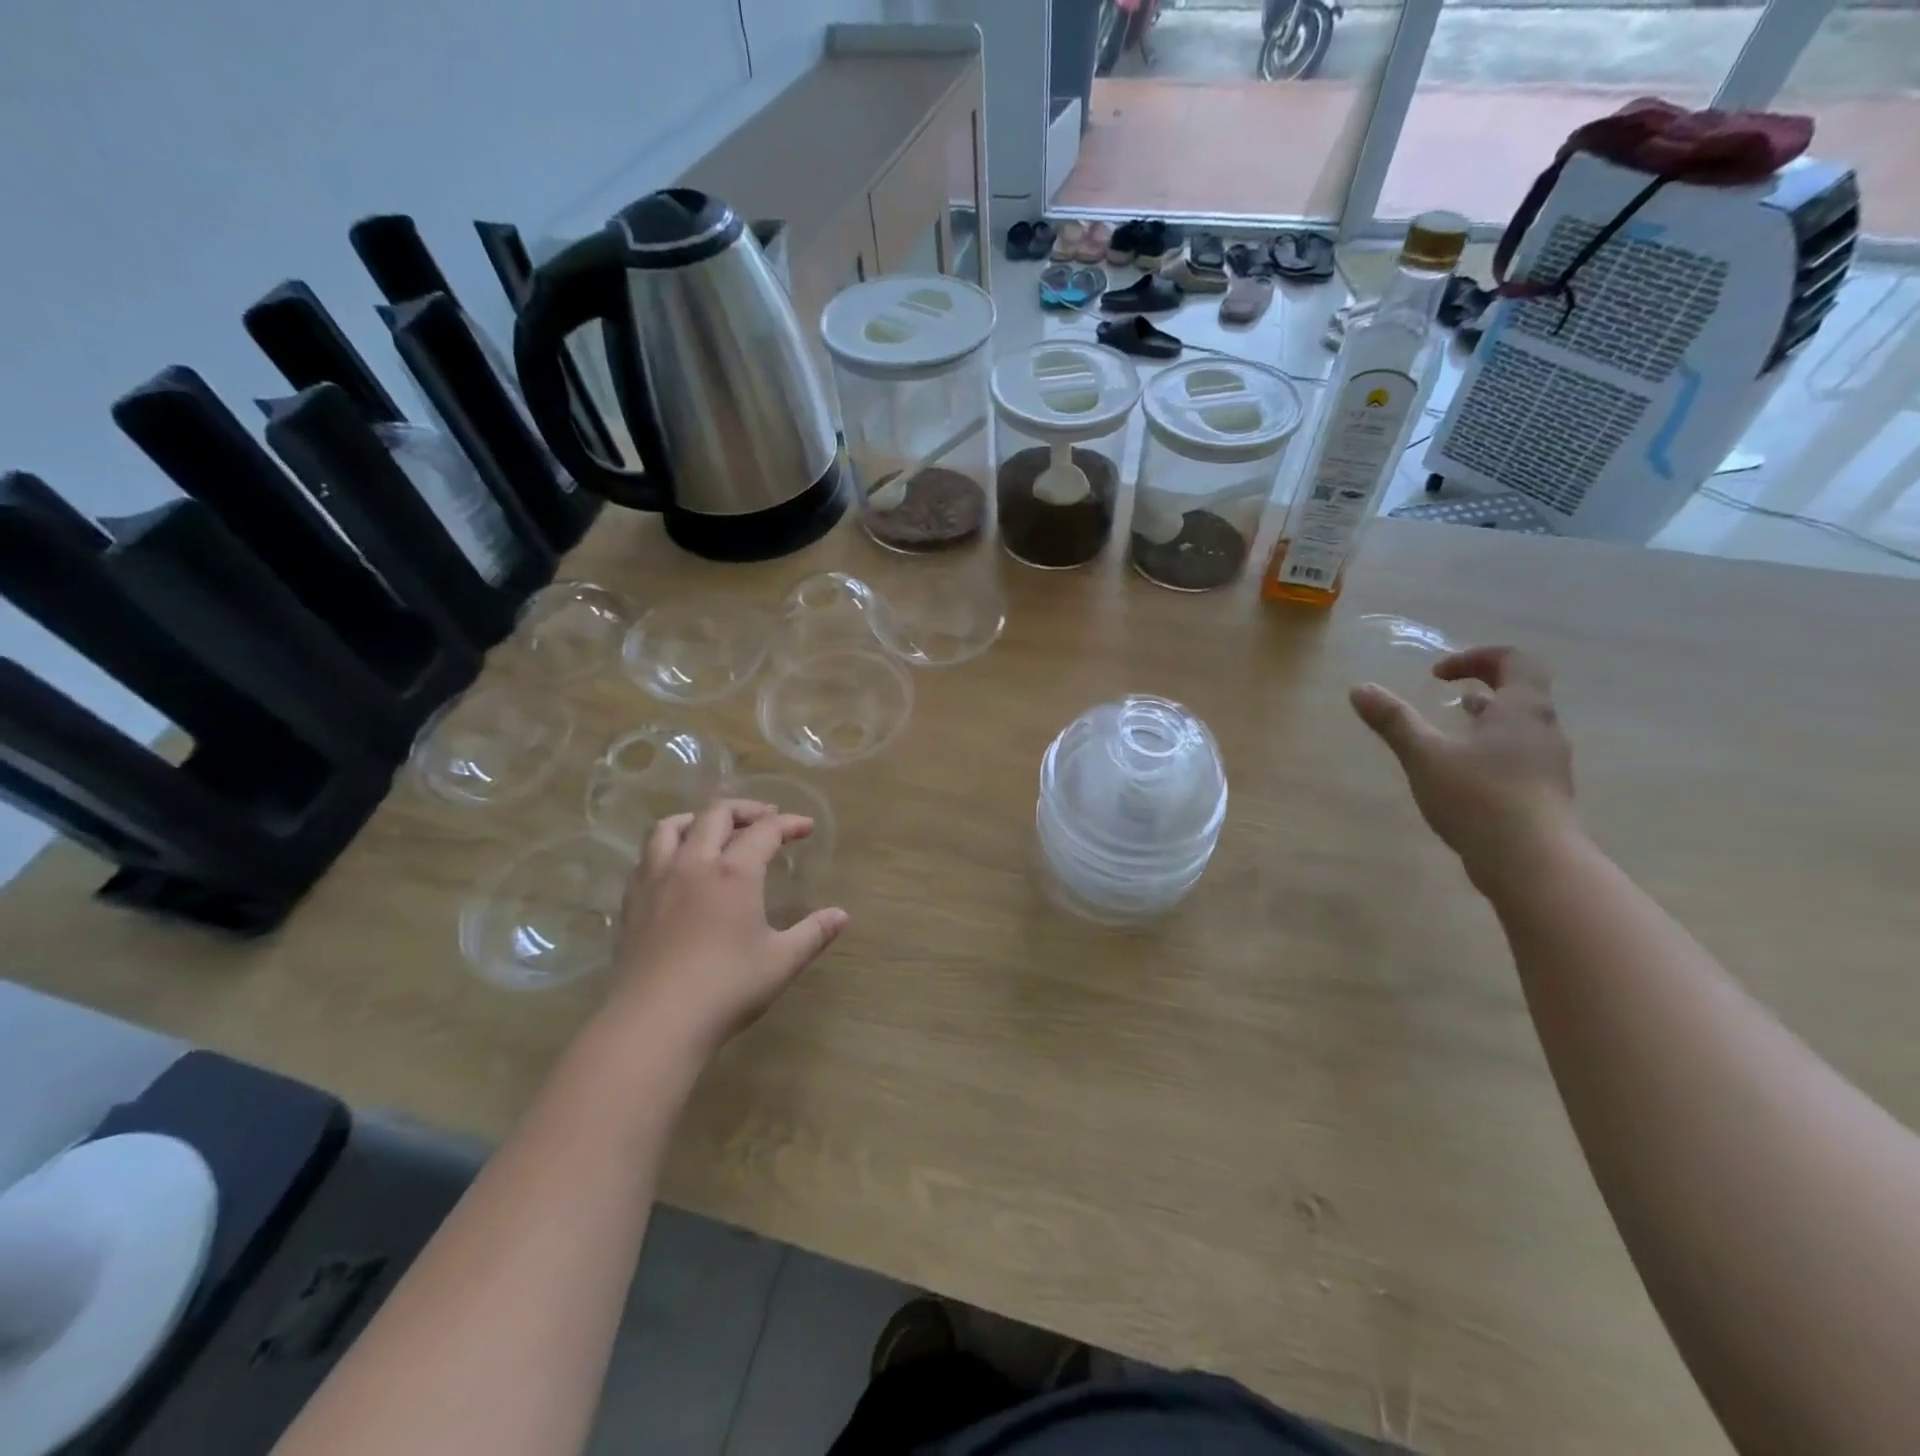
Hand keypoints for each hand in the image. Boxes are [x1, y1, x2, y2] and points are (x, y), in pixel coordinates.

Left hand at [608, 799, 847, 1059]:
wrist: (654, 1022)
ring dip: (698, 818)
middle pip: (716, 814)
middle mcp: (694, 863)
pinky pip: (648, 855)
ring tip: (714, 828)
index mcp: (735, 872)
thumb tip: (841, 915)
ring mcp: (657, 880)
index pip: (765, 830)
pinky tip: (678, 866)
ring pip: (671, 826)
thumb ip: (813, 933)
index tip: (805, 827)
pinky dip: (669, 846)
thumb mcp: (781, 962)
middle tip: (765, 819)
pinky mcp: (632, 901)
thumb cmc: (726, 988)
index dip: (788, 823)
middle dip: (745, 810)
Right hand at [1350, 645, 1577, 887]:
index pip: (1516, 660)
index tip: (1438, 674)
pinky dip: (1490, 747)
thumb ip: (1393, 721)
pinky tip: (1462, 770)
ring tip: (1452, 726)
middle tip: (1445, 691)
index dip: (1477, 657)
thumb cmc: (1479, 798)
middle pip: (1521, 691)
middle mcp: (1543, 730)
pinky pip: (1517, 754)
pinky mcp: (1542, 793)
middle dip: (1482, 684)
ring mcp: (1547, 764)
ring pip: (1519, 725)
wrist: (1534, 863)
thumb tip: (1360, 688)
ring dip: (1486, 717)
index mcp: (1522, 710)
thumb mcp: (1425, 756)